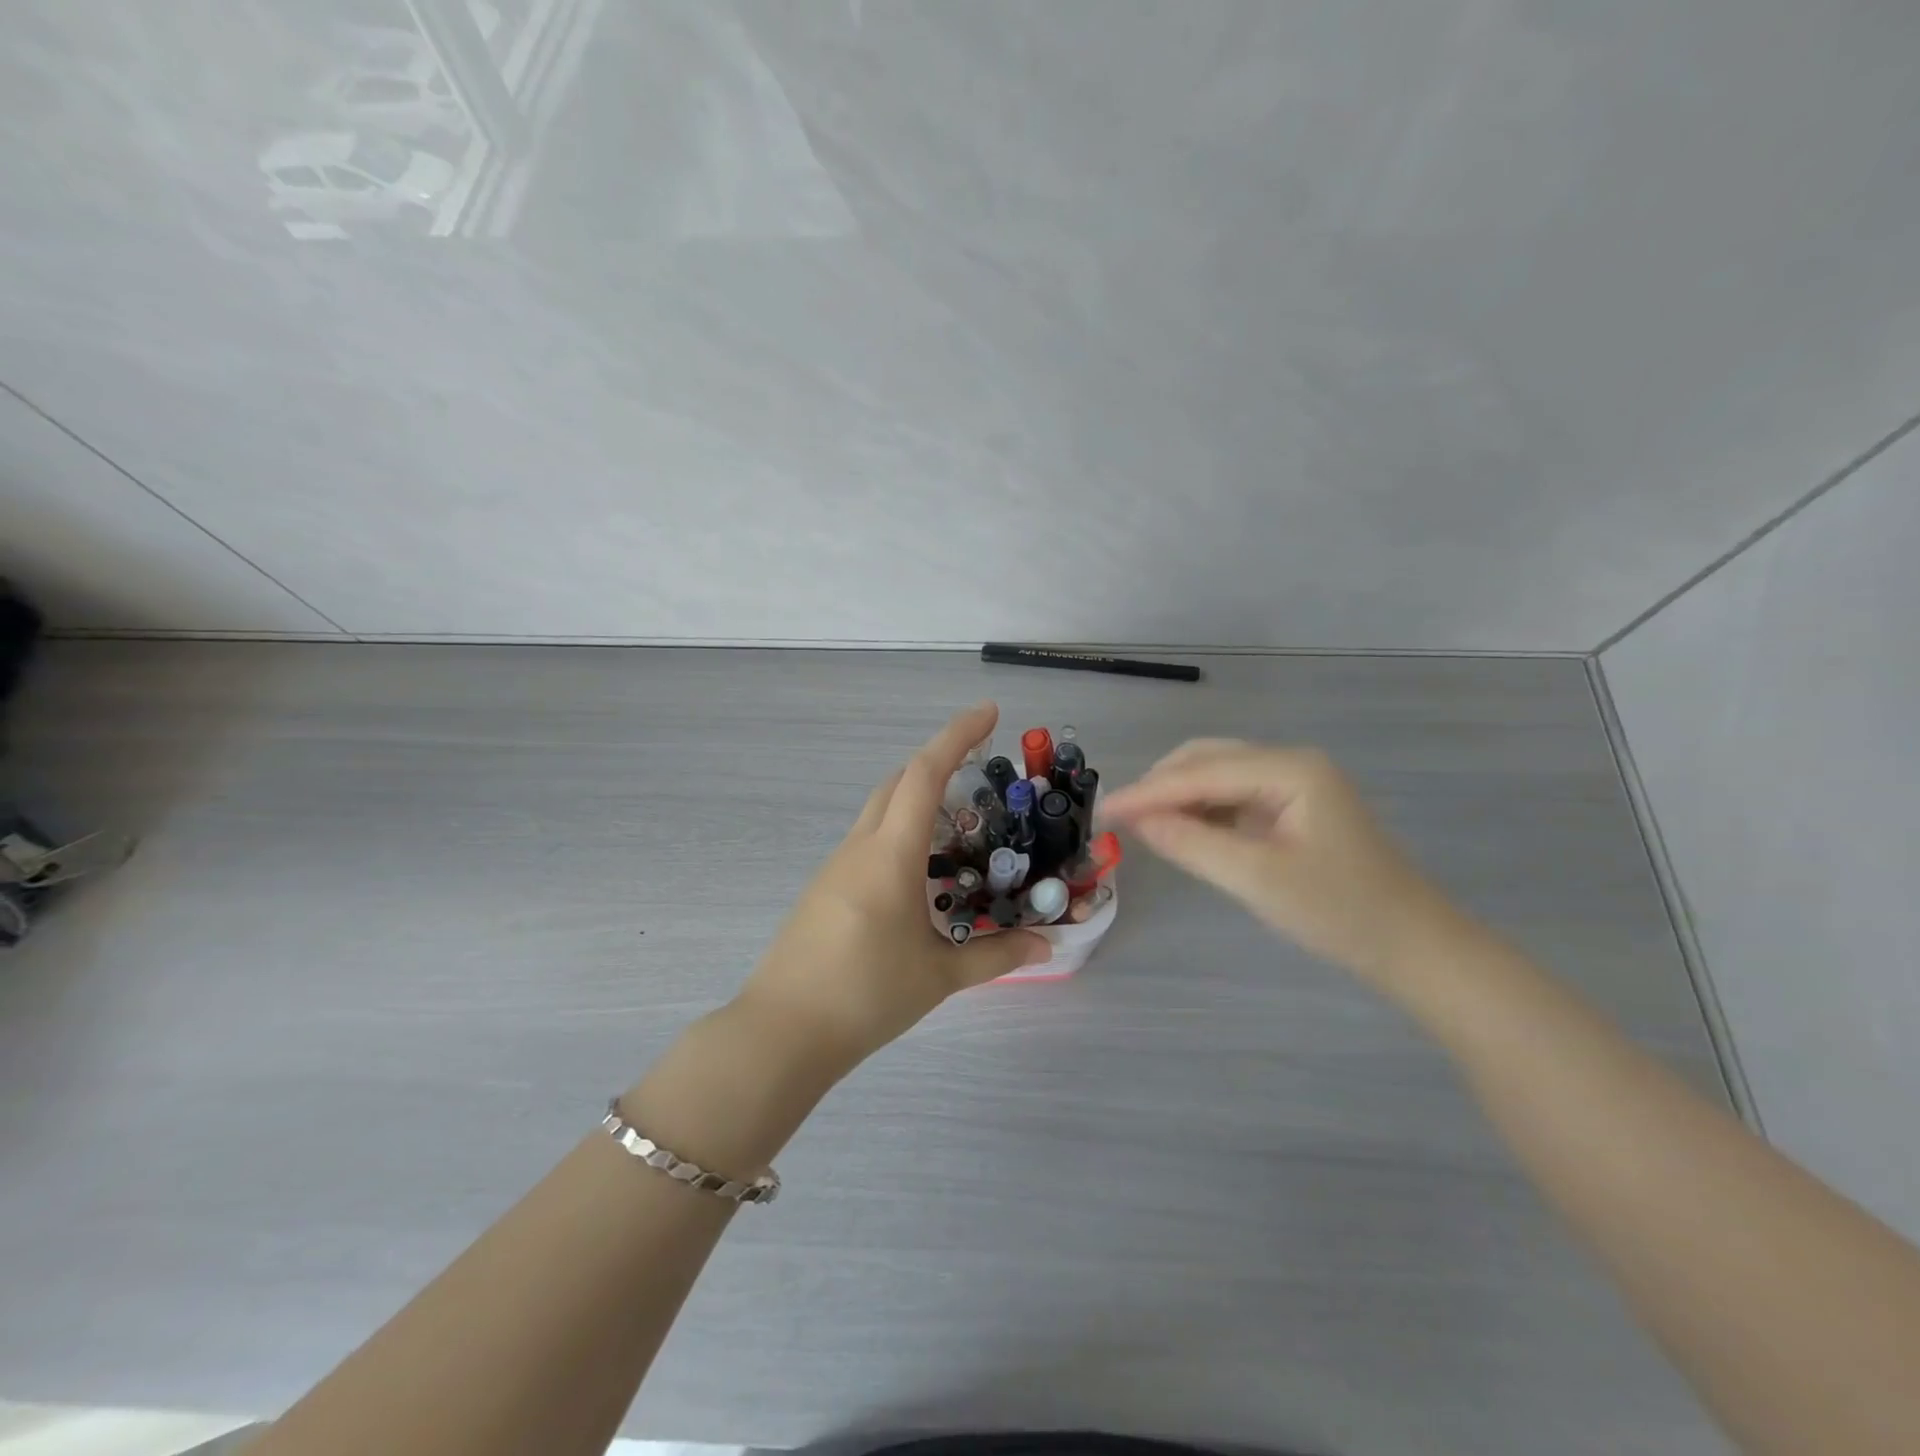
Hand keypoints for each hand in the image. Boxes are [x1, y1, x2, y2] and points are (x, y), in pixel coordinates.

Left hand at [739, 702, 1051, 1064]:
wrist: (782, 1030)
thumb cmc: (865, 995)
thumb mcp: (938, 975)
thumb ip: (995, 955)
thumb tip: (1046, 945)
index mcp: (890, 854)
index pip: (925, 774)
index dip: (957, 735)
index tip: (988, 712)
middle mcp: (860, 847)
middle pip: (898, 781)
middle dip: (938, 763)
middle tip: (979, 772)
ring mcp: (836, 866)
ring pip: (880, 810)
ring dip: (917, 801)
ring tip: (959, 830)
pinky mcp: (824, 887)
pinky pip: (867, 840)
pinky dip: (899, 833)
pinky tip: (920, 874)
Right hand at [1103, 740, 1456, 984]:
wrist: (1414, 946)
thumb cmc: (1340, 911)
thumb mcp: (1257, 879)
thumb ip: (1193, 844)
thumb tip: (1137, 820)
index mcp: (1290, 769)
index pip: (1201, 771)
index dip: (1148, 791)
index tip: (1103, 809)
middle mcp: (1292, 762)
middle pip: (1208, 759)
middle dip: (1161, 784)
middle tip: (1119, 817)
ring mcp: (1296, 783)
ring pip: (1219, 774)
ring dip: (1179, 795)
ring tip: (1141, 823)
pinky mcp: (1295, 806)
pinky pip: (1235, 795)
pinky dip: (1202, 808)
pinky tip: (1182, 827)